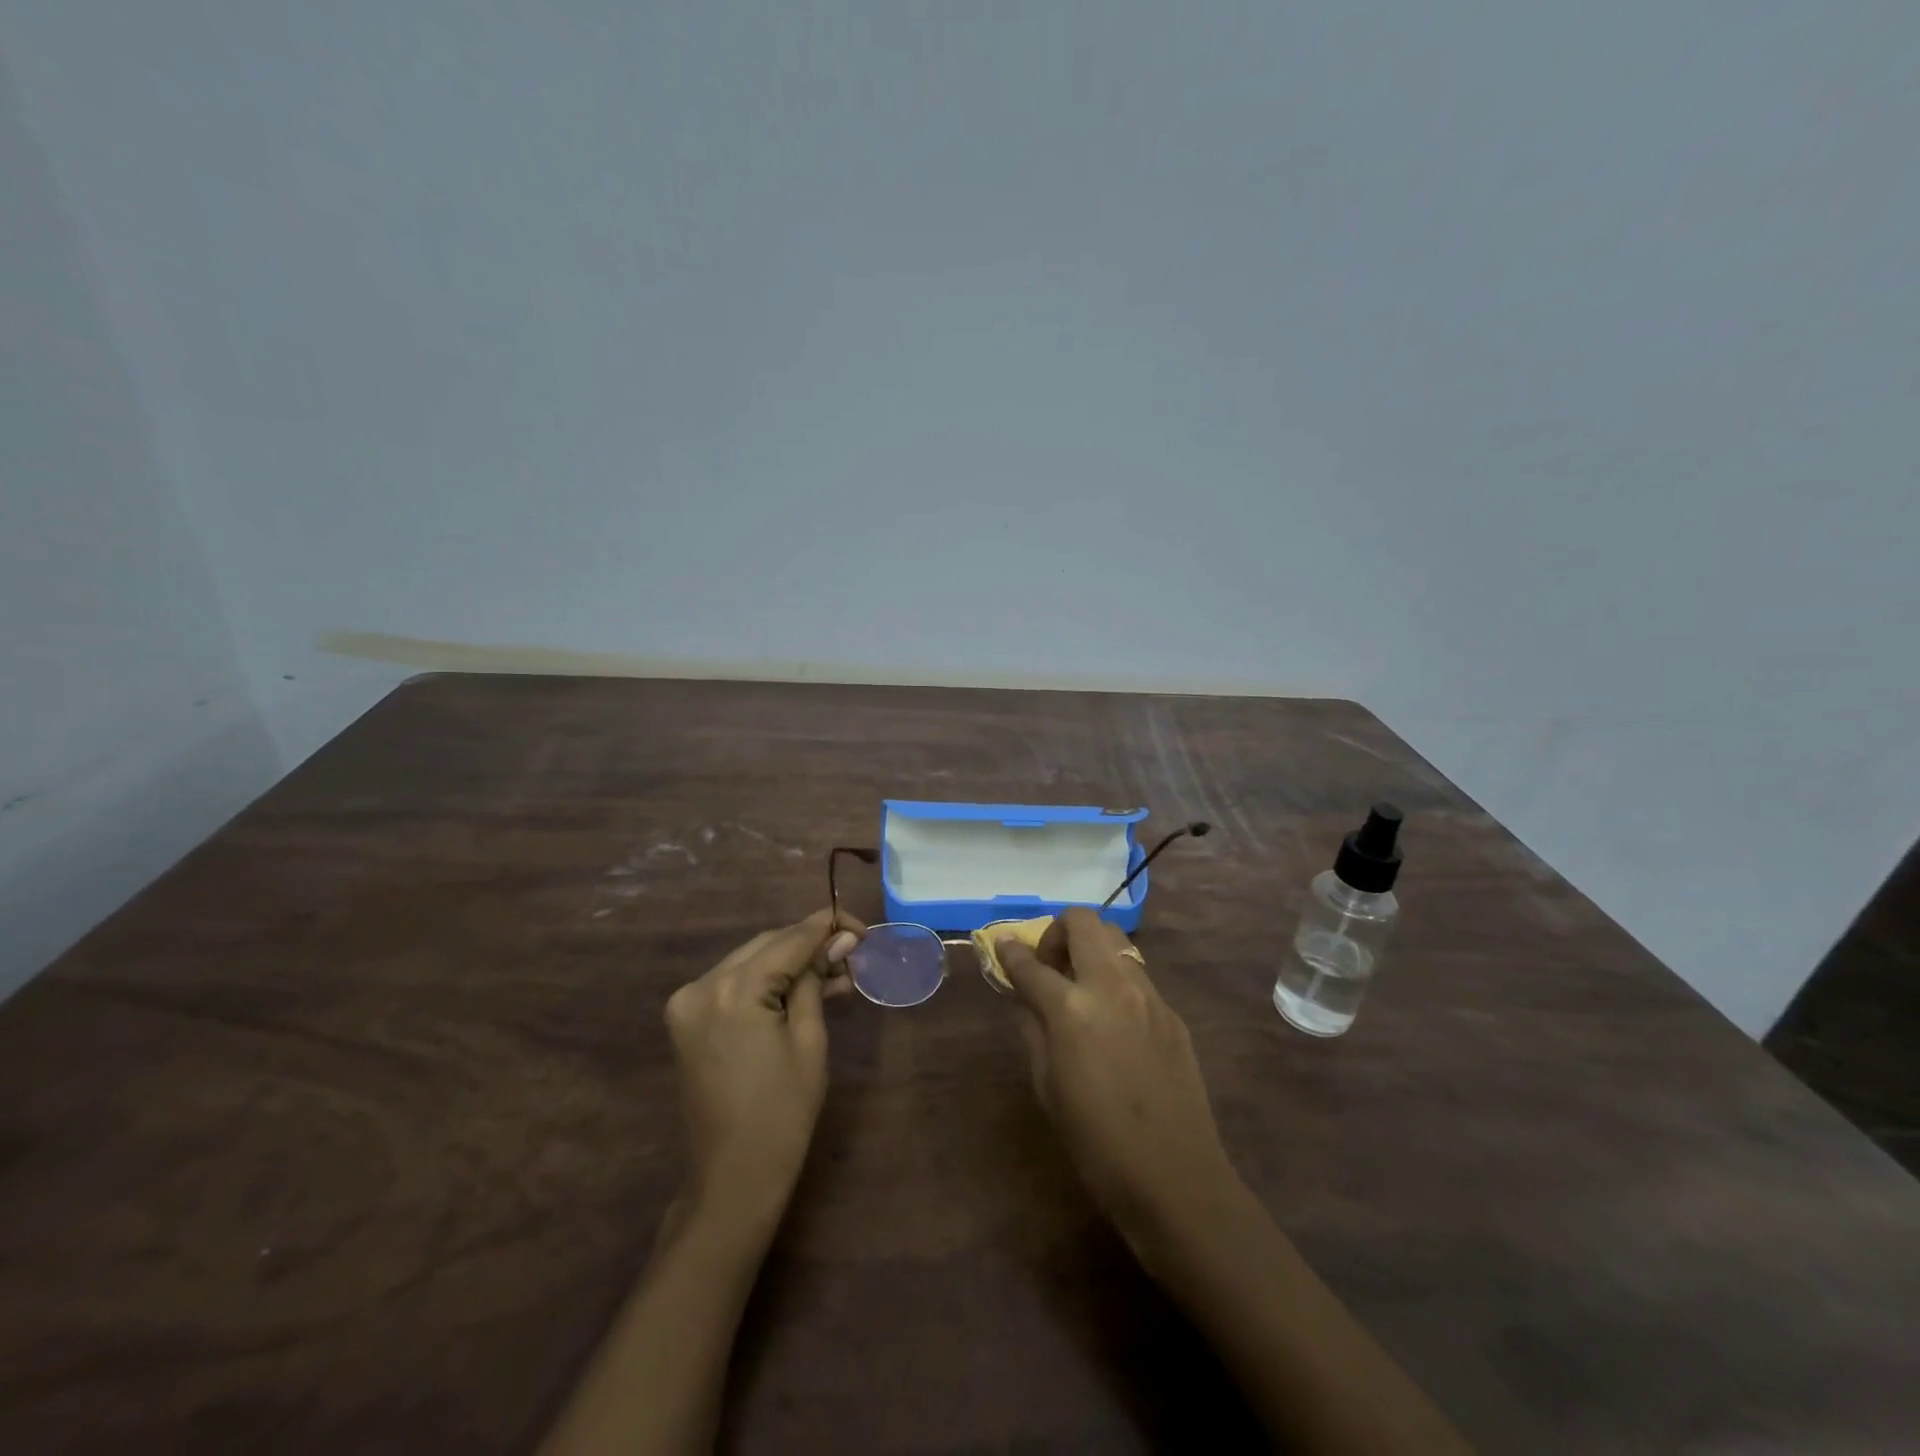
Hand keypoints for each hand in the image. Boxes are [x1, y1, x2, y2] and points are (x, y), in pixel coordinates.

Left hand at [664, 909, 862, 1236]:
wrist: (732, 1178)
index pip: (789, 940)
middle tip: (852, 954)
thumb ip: (817, 980)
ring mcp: (688, 1002)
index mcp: (733, 991)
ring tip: (835, 975)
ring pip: (750, 961)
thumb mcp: (810, 1040)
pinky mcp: (687, 1019)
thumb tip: (840, 939)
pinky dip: (766, 981)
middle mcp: (702, 986)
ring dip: (790, 962)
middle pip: (767, 945)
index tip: (862, 929)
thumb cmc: (782, 1113)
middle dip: (810, 945)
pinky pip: (734, 983)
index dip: (828, 928)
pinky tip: (801, 989)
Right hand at [996, 907, 1239, 1262]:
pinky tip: (1112, 1019)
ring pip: (1115, 940)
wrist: (1177, 1179)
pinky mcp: (1172, 1012)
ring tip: (1080, 988)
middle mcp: (1112, 987)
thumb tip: (1025, 994)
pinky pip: (1137, 974)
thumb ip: (1032, 1027)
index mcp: (1072, 1010)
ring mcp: (1148, 995)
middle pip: (1083, 922)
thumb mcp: (1047, 1087)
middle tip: (1049, 967)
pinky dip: (1114, 978)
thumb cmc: (1096, 1144)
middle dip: (1057, 932)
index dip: (1010, 952)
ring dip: (1090, 950)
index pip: (1031, 964)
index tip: (1002, 947)